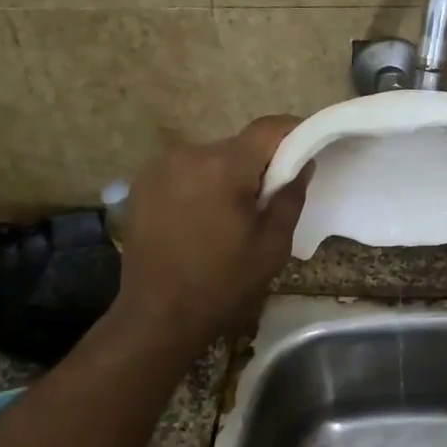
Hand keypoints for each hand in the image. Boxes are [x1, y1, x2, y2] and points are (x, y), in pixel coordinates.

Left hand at [111, 116, 310, 345]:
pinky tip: (199, 219)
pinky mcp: (140, 184)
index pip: (268, 128)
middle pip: (238, 145)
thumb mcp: (272, 246)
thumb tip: (302, 163)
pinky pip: (184, 171)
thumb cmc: (222, 284)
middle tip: (268, 200)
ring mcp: (158, 167)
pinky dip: (199, 184)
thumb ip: (290, 197)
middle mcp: (188, 154)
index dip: (293, 133)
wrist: (156, 318)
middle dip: (258, 165)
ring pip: (210, 158)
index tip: (306, 151)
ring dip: (226, 176)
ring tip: (230, 216)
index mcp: (223, 166)